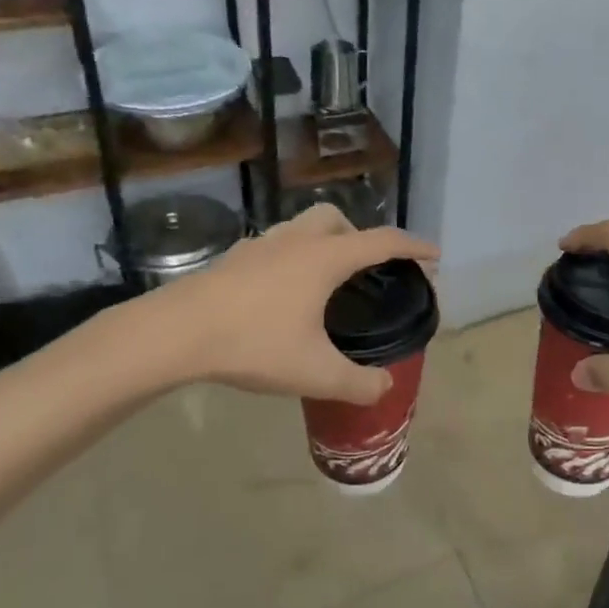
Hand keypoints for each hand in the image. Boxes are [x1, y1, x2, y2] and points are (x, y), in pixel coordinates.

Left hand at [100, 204, 438, 403]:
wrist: (174, 332)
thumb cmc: (253, 343)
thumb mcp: (314, 372)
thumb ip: (357, 383)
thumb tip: (385, 388)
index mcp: (325, 258)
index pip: (382, 241)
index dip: (413, 246)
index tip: (433, 255)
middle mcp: (297, 241)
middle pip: (339, 220)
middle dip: (361, 236)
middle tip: (367, 269)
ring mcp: (262, 245)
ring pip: (303, 227)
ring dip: (324, 242)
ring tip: (326, 281)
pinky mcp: (235, 258)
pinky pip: (277, 245)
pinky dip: (293, 257)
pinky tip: (282, 293)